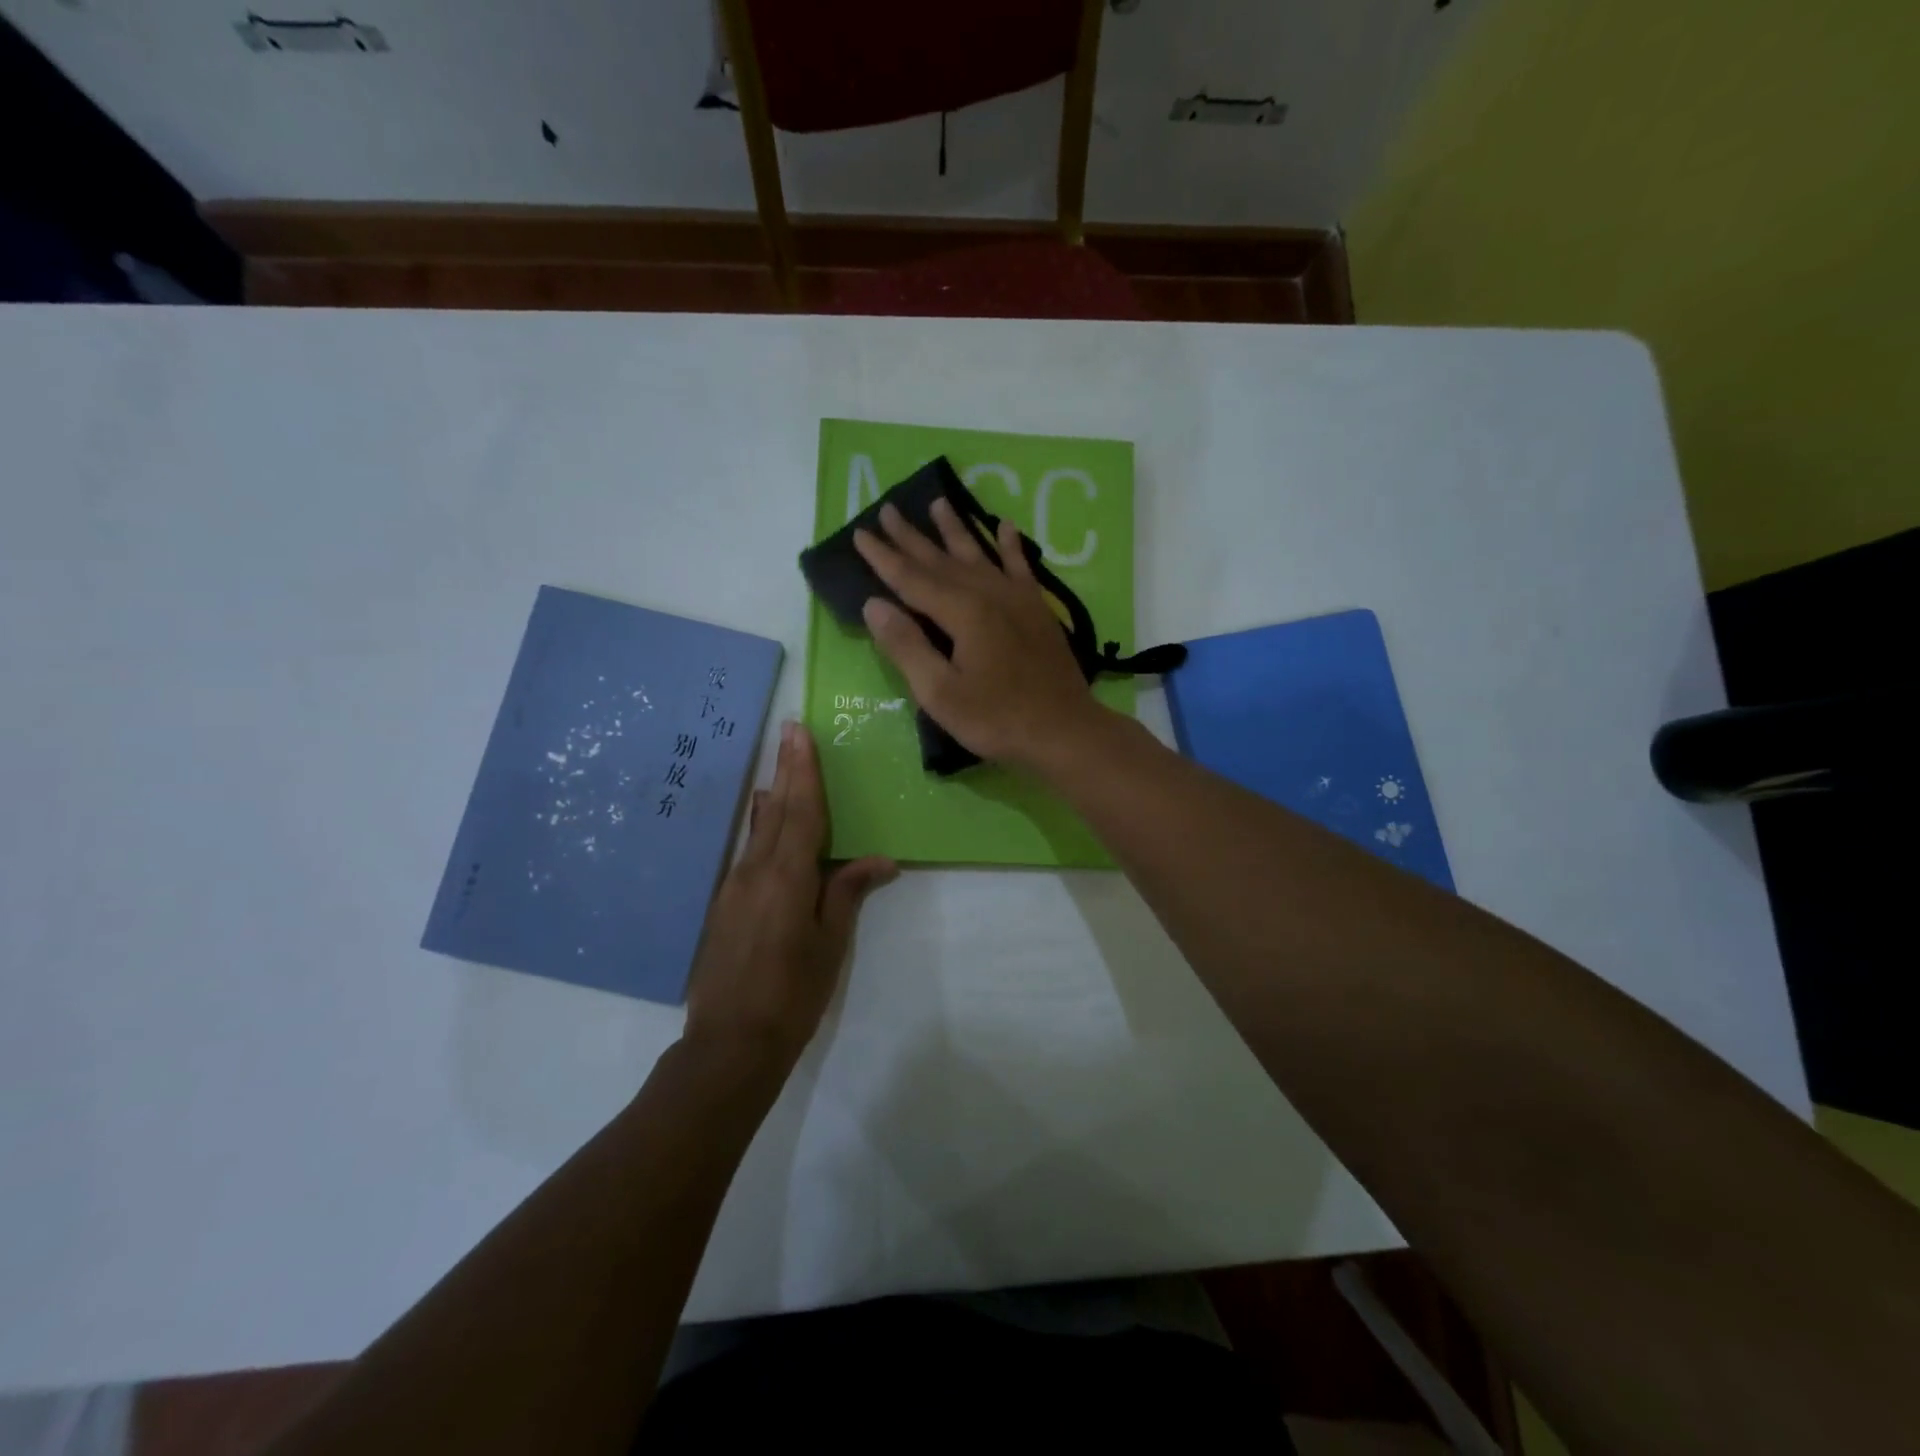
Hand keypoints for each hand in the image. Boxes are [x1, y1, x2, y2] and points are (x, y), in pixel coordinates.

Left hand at [682, 721, 896, 1068]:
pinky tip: (764, 821)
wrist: (730, 1042)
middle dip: (786, 769)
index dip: (805, 772)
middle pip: (776, 810)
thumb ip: (846, 894)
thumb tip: (880, 860)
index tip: (801, 734)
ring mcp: (734, 886)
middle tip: (789, 731)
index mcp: (787, 877)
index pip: (801, 812)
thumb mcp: (829, 944)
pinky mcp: (724, 904)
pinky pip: (748, 852)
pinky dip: (761, 828)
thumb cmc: (792, 993)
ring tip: (779, 768)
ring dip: (773, 795)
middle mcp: (755, 871)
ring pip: (758, 830)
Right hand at [853, 498, 1102, 769]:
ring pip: (979, 554)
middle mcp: (988, 593)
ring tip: (938, 502)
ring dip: (956, 529)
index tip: (860, 533)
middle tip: (888, 509)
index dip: (883, 557)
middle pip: (941, 559)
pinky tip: (1005, 526)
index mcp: (962, 612)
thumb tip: (875, 604)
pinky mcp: (1038, 609)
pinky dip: (1011, 545)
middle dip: (912, 536)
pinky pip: (1020, 566)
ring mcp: (1017, 598)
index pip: (911, 578)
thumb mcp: (940, 693)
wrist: (1064, 730)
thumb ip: (906, 646)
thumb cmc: (997, 719)